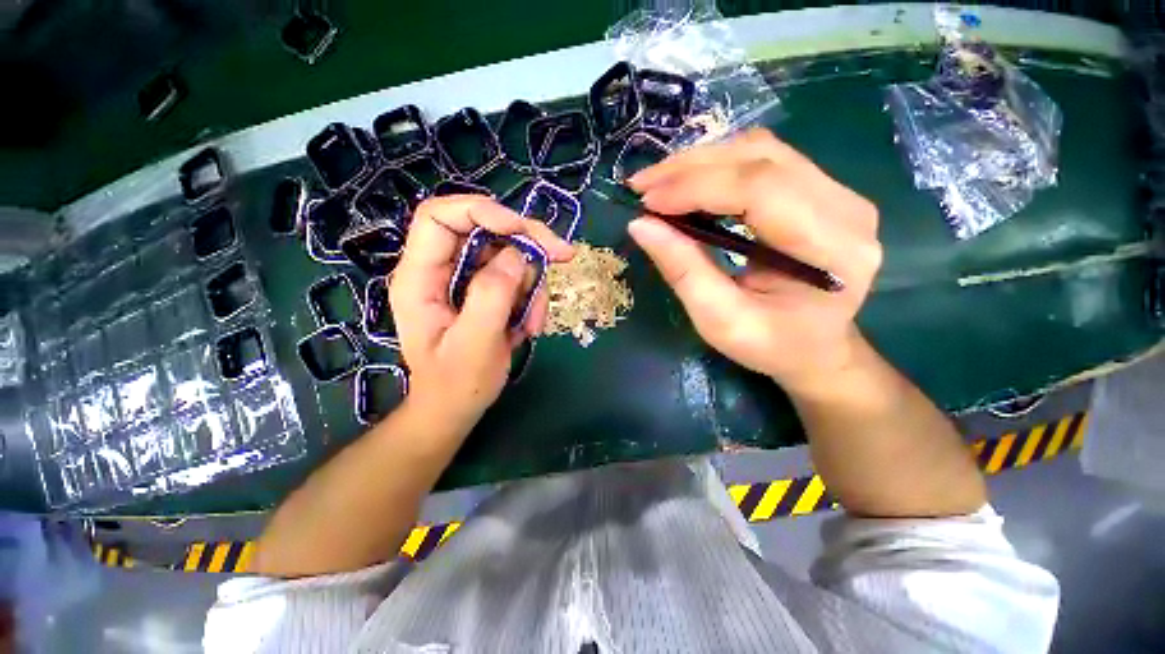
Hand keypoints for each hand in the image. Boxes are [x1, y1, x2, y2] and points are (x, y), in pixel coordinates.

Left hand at [389, 196, 573, 430]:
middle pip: (485, 230)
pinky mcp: (485, 291)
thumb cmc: (457, 384)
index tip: (523, 230)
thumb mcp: (475, 344)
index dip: (482, 211)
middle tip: (563, 257)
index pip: (439, 217)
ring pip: (508, 255)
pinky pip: (516, 277)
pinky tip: (529, 325)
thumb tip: (516, 255)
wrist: (456, 408)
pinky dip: (531, 297)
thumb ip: (491, 296)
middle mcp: (441, 270)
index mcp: (420, 278)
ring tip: (533, 322)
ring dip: (532, 283)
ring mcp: (465, 280)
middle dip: (526, 242)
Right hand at [627, 129, 881, 397]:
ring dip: (701, 162)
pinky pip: (765, 160)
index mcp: (832, 249)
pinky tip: (689, 184)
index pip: (760, 190)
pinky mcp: (822, 190)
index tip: (647, 201)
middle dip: (691, 168)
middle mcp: (846, 209)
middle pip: (761, 159)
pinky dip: (718, 167)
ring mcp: (839, 193)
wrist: (815, 349)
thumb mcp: (719, 321)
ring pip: (761, 150)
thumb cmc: (770, 346)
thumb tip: (640, 224)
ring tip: (659, 184)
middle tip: (642, 186)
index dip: (697, 187)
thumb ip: (683, 270)